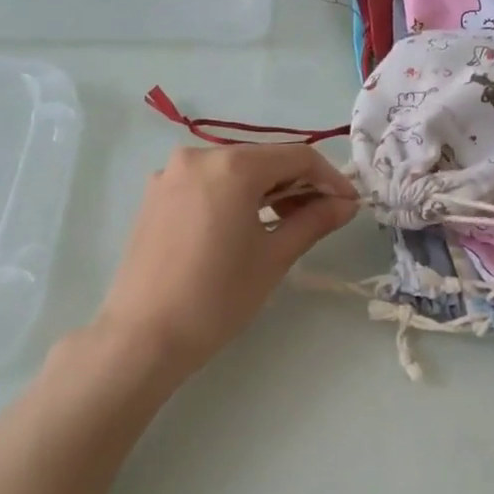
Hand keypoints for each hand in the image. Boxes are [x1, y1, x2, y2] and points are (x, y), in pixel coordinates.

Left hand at [93, 143, 357, 380]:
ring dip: (266, 191)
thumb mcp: (274, 256)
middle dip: (298, 184)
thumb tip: (347, 203)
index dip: (330, 178)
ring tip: (286, 225)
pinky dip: (234, 197)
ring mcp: (170, 175)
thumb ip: (314, 221)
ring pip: (234, 171)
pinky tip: (245, 226)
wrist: (144, 336)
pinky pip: (207, 184)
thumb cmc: (218, 296)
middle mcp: (197, 157)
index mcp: (231, 165)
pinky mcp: (155, 196)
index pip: (297, 157)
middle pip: (263, 159)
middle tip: (321, 217)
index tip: (349, 204)